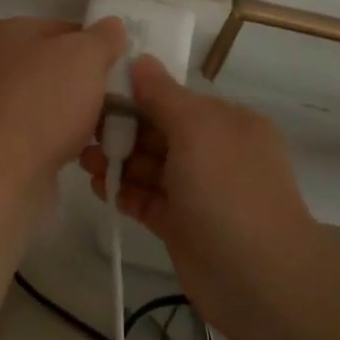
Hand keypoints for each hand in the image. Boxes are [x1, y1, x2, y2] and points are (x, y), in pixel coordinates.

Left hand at [0, 16, 126, 185]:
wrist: (0, 173)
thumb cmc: (42, 102)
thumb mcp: (84, 56)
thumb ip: (102, 37)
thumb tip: (112, 26)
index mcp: (2, 34)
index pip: (60, 29)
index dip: (94, 44)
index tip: (120, 66)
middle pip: (53, 67)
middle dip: (86, 83)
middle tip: (119, 99)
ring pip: (48, 103)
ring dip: (76, 114)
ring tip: (107, 129)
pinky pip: (38, 133)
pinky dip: (60, 140)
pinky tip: (84, 152)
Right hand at [81, 56, 315, 335]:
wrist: (260, 279)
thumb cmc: (228, 190)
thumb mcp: (197, 129)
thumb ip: (163, 95)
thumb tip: (140, 60)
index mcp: (226, 122)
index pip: (174, 99)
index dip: (135, 95)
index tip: (94, 93)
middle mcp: (213, 152)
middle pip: (158, 132)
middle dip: (121, 129)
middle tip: (80, 130)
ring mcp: (198, 191)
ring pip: (149, 167)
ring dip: (117, 160)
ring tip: (82, 160)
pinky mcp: (182, 225)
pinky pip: (147, 199)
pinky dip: (124, 191)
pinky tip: (97, 187)